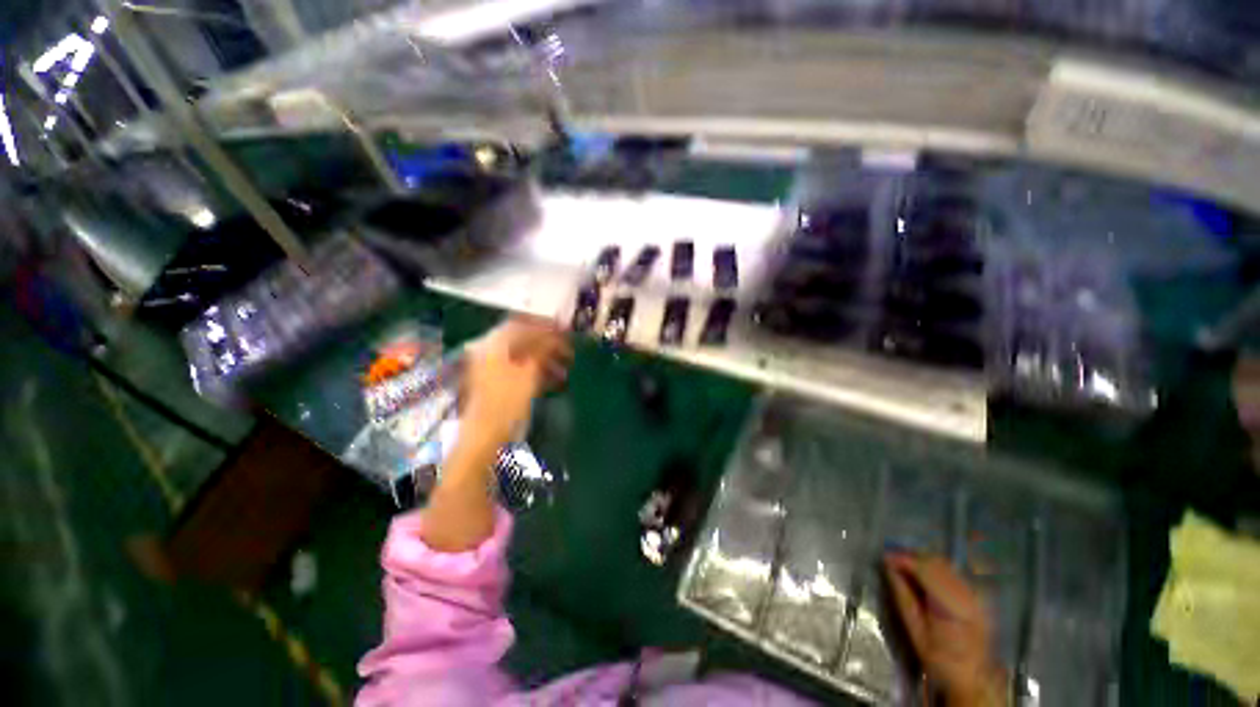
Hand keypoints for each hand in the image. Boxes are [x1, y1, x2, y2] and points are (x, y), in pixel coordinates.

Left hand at [462, 316, 571, 448]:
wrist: (484, 435)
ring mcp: (490, 367)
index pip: (522, 326)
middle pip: (522, 340)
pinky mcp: (494, 382)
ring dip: (545, 360)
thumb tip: (555, 337)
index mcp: (493, 344)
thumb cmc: (506, 402)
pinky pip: (518, 369)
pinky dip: (536, 371)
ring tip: (566, 371)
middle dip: (548, 345)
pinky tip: (554, 381)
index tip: (565, 332)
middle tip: (569, 351)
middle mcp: (489, 351)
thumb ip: (542, 351)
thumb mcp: (529, 374)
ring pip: (522, 356)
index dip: (546, 327)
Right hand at [883, 553, 1005, 705]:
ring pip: (945, 564)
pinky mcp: (980, 595)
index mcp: (953, 606)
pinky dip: (936, 568)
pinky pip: (954, 572)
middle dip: (912, 557)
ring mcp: (977, 593)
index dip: (903, 559)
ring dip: (923, 560)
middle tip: (891, 560)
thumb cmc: (941, 659)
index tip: (885, 557)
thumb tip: (889, 567)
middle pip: (936, 562)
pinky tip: (925, 574)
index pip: (925, 569)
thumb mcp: (916, 631)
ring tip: (905, 565)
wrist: (976, 676)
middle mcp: (969, 594)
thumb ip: (903, 596)